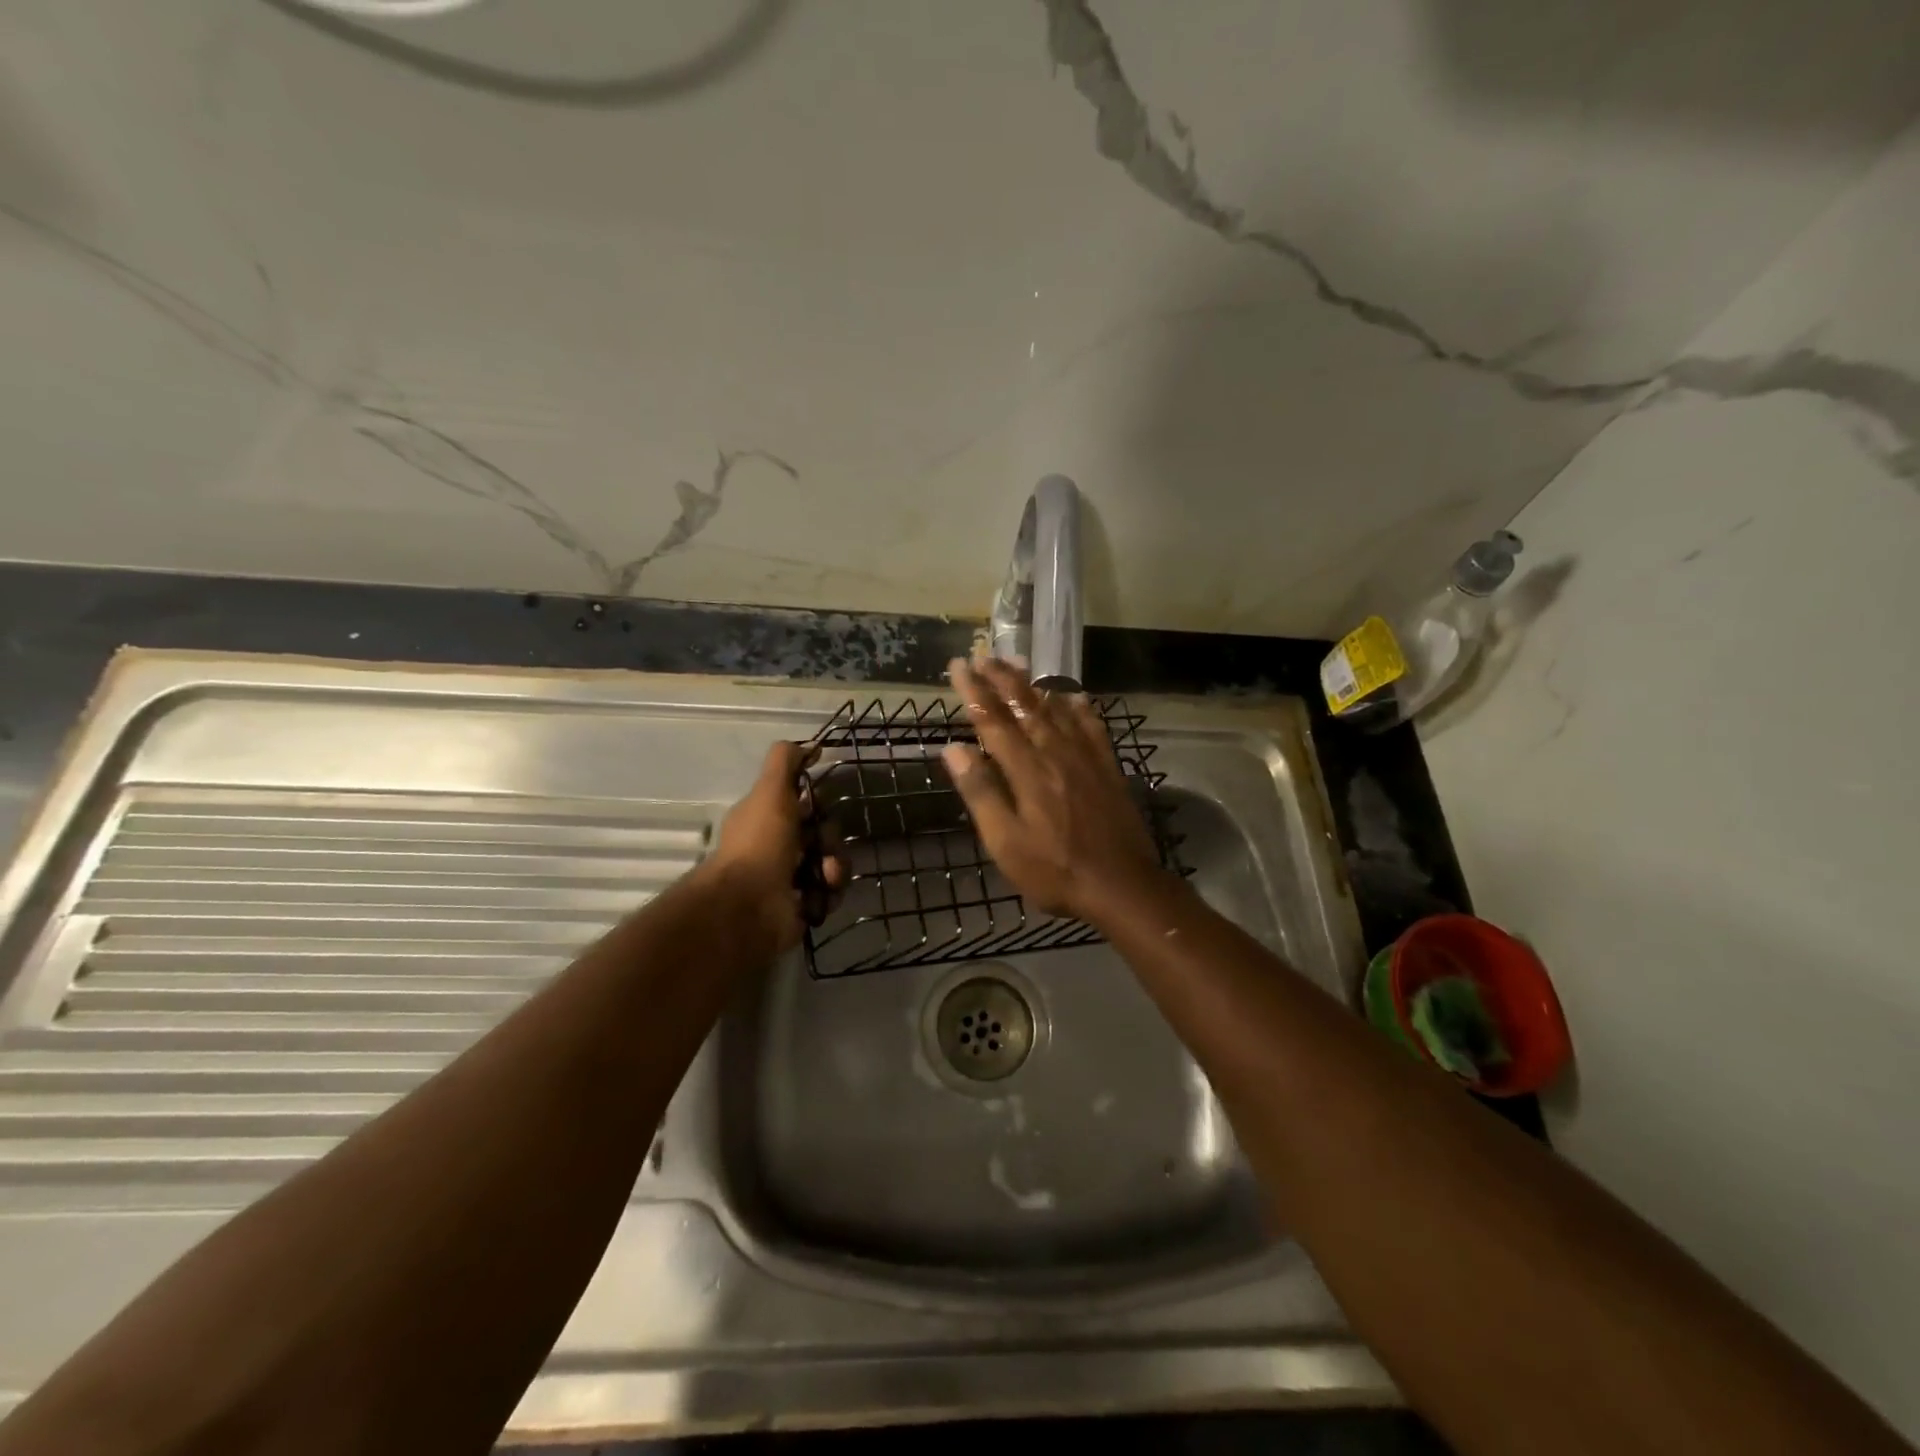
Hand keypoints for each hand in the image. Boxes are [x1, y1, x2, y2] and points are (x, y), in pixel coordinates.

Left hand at [705, 741, 841, 954]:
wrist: (749, 906)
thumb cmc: (759, 844)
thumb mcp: (770, 791)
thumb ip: (785, 763)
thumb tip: (809, 745)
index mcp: (766, 819)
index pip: (802, 804)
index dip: (815, 802)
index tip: (820, 803)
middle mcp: (777, 847)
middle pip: (822, 833)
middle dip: (829, 837)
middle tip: (821, 844)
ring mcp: (791, 879)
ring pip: (832, 862)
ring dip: (834, 866)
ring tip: (824, 875)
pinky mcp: (804, 906)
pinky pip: (831, 892)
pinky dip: (828, 892)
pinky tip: (817, 895)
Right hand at [942, 656, 1164, 922]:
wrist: (1122, 885)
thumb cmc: (1055, 870)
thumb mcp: (1005, 842)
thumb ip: (981, 792)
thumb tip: (953, 749)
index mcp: (1027, 770)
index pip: (993, 720)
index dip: (974, 692)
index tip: (959, 666)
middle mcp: (1056, 753)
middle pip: (1025, 706)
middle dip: (1002, 679)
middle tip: (983, 656)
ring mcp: (1086, 758)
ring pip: (1057, 709)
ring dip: (1034, 685)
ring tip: (1017, 664)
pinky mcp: (1108, 768)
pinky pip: (1092, 726)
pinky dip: (1079, 707)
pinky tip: (1074, 697)